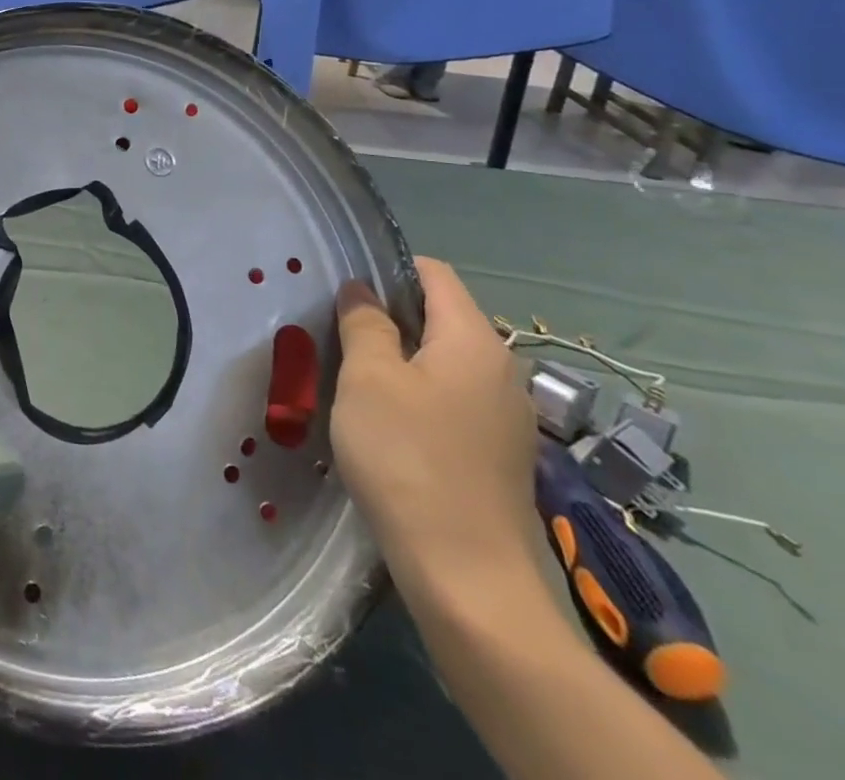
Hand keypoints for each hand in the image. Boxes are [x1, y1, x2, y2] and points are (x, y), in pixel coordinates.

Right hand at [331, 258, 539, 591]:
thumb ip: (364, 323)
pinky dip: (419, 394)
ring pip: (444, 361)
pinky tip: (387, 423)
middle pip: (440, 317)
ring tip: (355, 379)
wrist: (467, 576)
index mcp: (474, 341)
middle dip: (388, 316)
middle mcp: (502, 370)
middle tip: (338, 334)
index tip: (344, 289)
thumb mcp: (368, 379)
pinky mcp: (499, 453)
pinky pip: (454, 399)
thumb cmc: (407, 457)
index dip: (387, 269)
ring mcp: (506, 415)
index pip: (434, 274)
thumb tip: (361, 291)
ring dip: (400, 359)